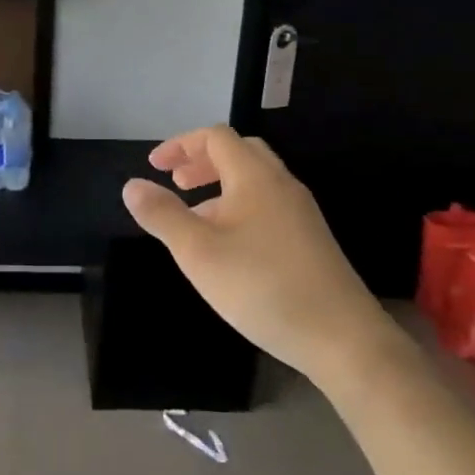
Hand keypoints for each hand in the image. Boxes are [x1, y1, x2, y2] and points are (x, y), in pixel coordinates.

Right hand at [122, 126, 382, 377]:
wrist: (342, 337)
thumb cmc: (262, 286)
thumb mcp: (198, 252)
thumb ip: (162, 215)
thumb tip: (132, 185)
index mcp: (255, 176)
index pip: (215, 137)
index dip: (181, 145)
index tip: (155, 167)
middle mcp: (281, 184)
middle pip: (239, 152)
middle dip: (202, 161)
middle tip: (176, 184)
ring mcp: (301, 212)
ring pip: (254, 181)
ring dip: (219, 186)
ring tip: (195, 217)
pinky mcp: (310, 239)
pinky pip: (267, 205)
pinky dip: (238, 207)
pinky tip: (228, 247)